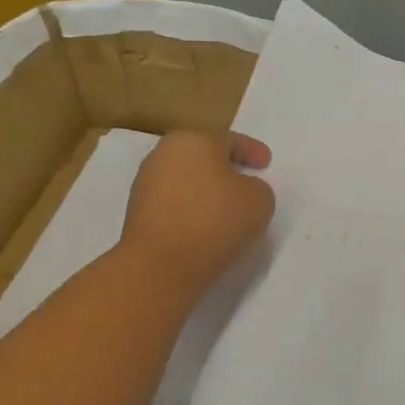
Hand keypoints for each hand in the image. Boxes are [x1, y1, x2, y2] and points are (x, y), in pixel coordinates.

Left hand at [122, 130, 275, 299]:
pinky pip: (175, 203)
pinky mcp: (138, 212)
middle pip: (204, 156)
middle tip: (247, 183)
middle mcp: (165, 154)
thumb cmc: (214, 220)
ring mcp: (146, 183)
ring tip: (228, 210)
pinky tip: (206, 225)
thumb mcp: (259, 200)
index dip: (253, 151)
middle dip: (226, 168)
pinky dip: (192, 208)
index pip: (230, 140)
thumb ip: (258, 187)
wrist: (160, 265)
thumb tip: (242, 190)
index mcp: (194, 140)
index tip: (266, 164)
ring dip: (207, 190)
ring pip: (187, 179)